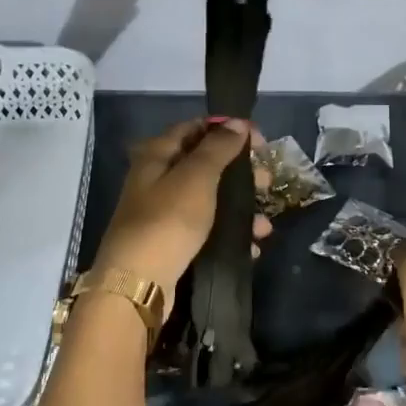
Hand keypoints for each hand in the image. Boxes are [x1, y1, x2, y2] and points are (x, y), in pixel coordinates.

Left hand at [94, 118, 271, 299]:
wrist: (139, 282)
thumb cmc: (168, 220)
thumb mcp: (196, 177)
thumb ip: (218, 147)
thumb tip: (236, 123)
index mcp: (157, 155)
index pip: (195, 128)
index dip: (228, 129)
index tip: (260, 141)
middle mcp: (158, 179)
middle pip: (206, 164)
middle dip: (240, 172)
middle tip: (266, 182)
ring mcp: (165, 213)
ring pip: (211, 200)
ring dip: (241, 208)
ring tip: (264, 226)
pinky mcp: (173, 242)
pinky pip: (208, 230)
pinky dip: (230, 235)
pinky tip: (252, 246)